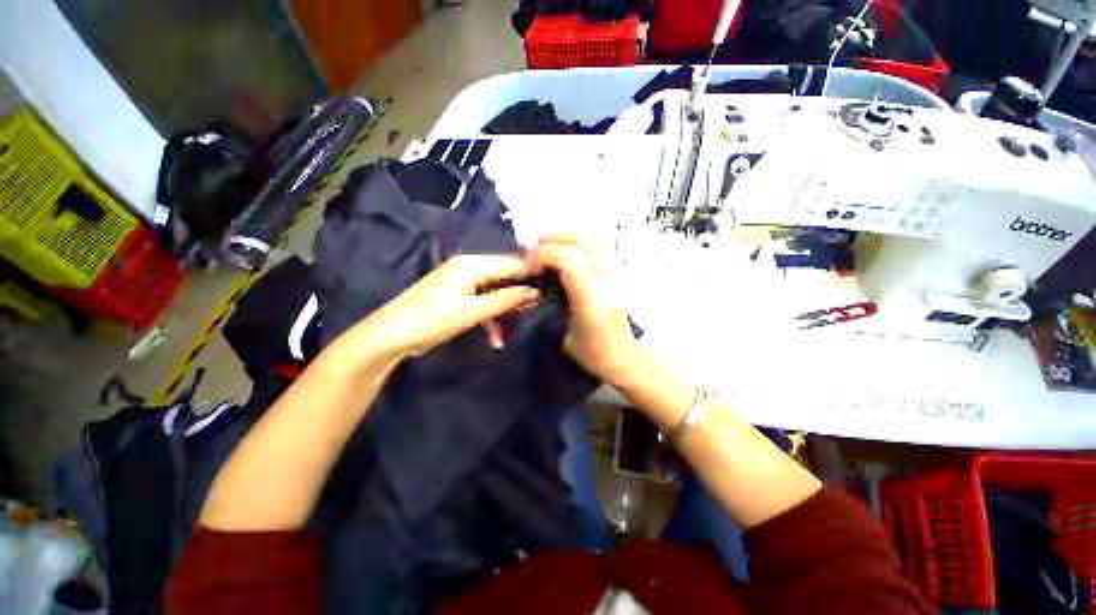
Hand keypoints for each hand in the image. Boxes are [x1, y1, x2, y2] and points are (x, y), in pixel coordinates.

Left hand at [359, 255, 540, 356]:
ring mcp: (462, 282)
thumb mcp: (473, 311)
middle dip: (520, 291)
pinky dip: (490, 317)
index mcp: (472, 264)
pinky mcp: (457, 296)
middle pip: (503, 275)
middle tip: (541, 304)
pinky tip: (495, 337)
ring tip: (521, 321)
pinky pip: (482, 301)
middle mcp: (468, 267)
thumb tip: (535, 291)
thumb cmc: (433, 319)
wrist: (391, 336)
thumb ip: (505, 300)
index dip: (532, 272)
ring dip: (505, 308)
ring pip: (494, 290)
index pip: (510, 263)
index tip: (553, 282)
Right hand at [527, 234, 639, 386]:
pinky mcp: (619, 274)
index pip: (567, 258)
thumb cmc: (592, 354)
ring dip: (568, 238)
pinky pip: (598, 247)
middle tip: (538, 250)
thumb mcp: (563, 335)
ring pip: (594, 238)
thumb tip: (539, 282)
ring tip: (552, 250)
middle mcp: (607, 280)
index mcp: (591, 298)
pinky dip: (579, 245)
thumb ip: (552, 303)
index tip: (529, 263)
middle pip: (584, 238)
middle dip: (556, 238)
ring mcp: (617, 274)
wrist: (626, 358)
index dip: (543, 254)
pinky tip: (567, 258)